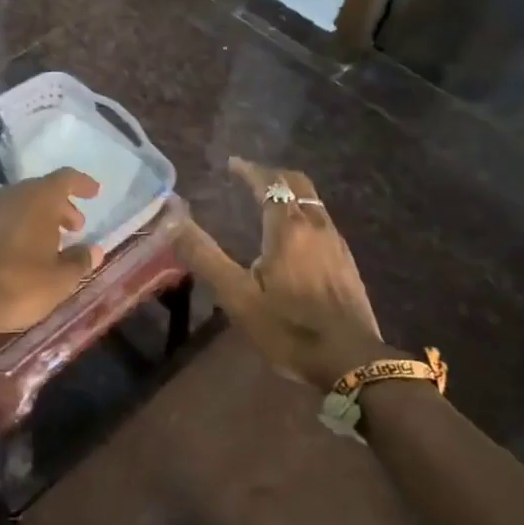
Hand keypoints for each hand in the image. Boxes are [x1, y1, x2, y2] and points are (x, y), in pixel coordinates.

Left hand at [0, 168, 103, 339]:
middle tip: (75, 227)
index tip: (95, 193)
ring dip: (39, 216)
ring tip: (51, 242)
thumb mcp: (60, 280)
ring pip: (20, 203)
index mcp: (38, 199)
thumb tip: (94, 250)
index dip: (82, 184)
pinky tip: (23, 250)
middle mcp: (12, 196)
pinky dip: (18, 226)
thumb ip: (80, 261)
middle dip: (61, 205)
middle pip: (41, 190)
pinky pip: (2, 218)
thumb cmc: (20, 286)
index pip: (65, 178)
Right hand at [178, 158, 392, 389]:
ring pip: (313, 202)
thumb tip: (172, 219)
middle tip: (250, 176)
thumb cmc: (288, 328)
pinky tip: (295, 237)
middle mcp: (316, 226)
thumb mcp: (237, 296)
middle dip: (273, 175)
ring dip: (290, 193)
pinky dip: (303, 213)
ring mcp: (336, 243)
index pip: (269, 183)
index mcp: (287, 228)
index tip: (232, 163)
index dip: (250, 170)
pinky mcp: (347, 262)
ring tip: (269, 202)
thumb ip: (204, 255)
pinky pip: (323, 221)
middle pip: (298, 184)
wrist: (351, 361)